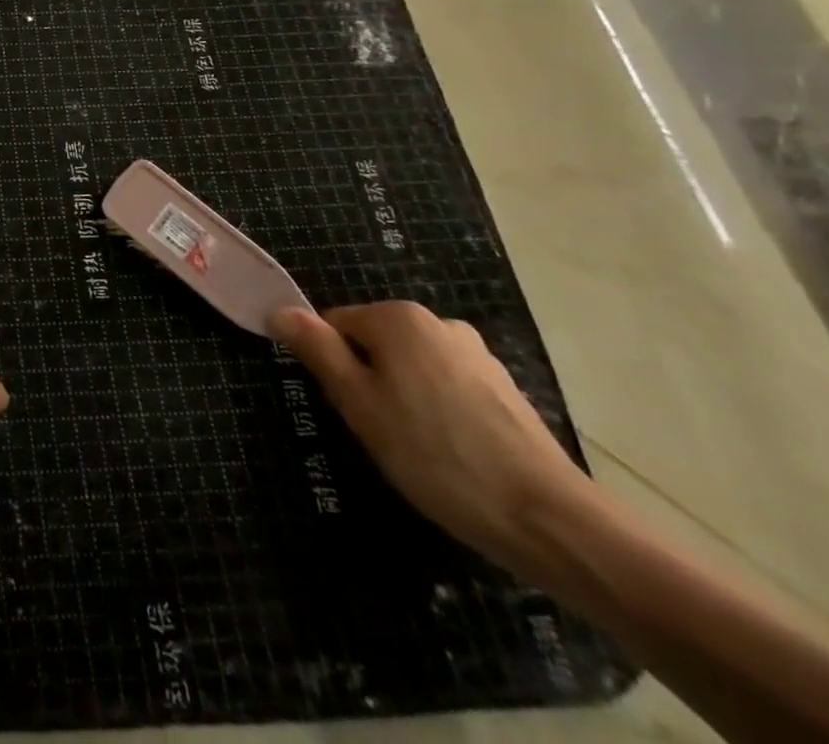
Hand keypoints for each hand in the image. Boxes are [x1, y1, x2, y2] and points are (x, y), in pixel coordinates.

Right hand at [269, 301, 593, 568]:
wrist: (547, 519)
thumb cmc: (434, 455)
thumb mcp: (358, 403)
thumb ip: (317, 350)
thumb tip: (280, 310)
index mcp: (398, 317)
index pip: (336, 325)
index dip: (333, 367)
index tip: (350, 410)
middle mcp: (438, 321)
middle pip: (375, 344)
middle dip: (368, 381)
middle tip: (379, 432)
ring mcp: (477, 354)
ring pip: (411, 367)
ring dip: (403, 397)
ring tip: (419, 449)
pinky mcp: (504, 388)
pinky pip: (447, 387)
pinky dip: (438, 412)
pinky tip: (452, 453)